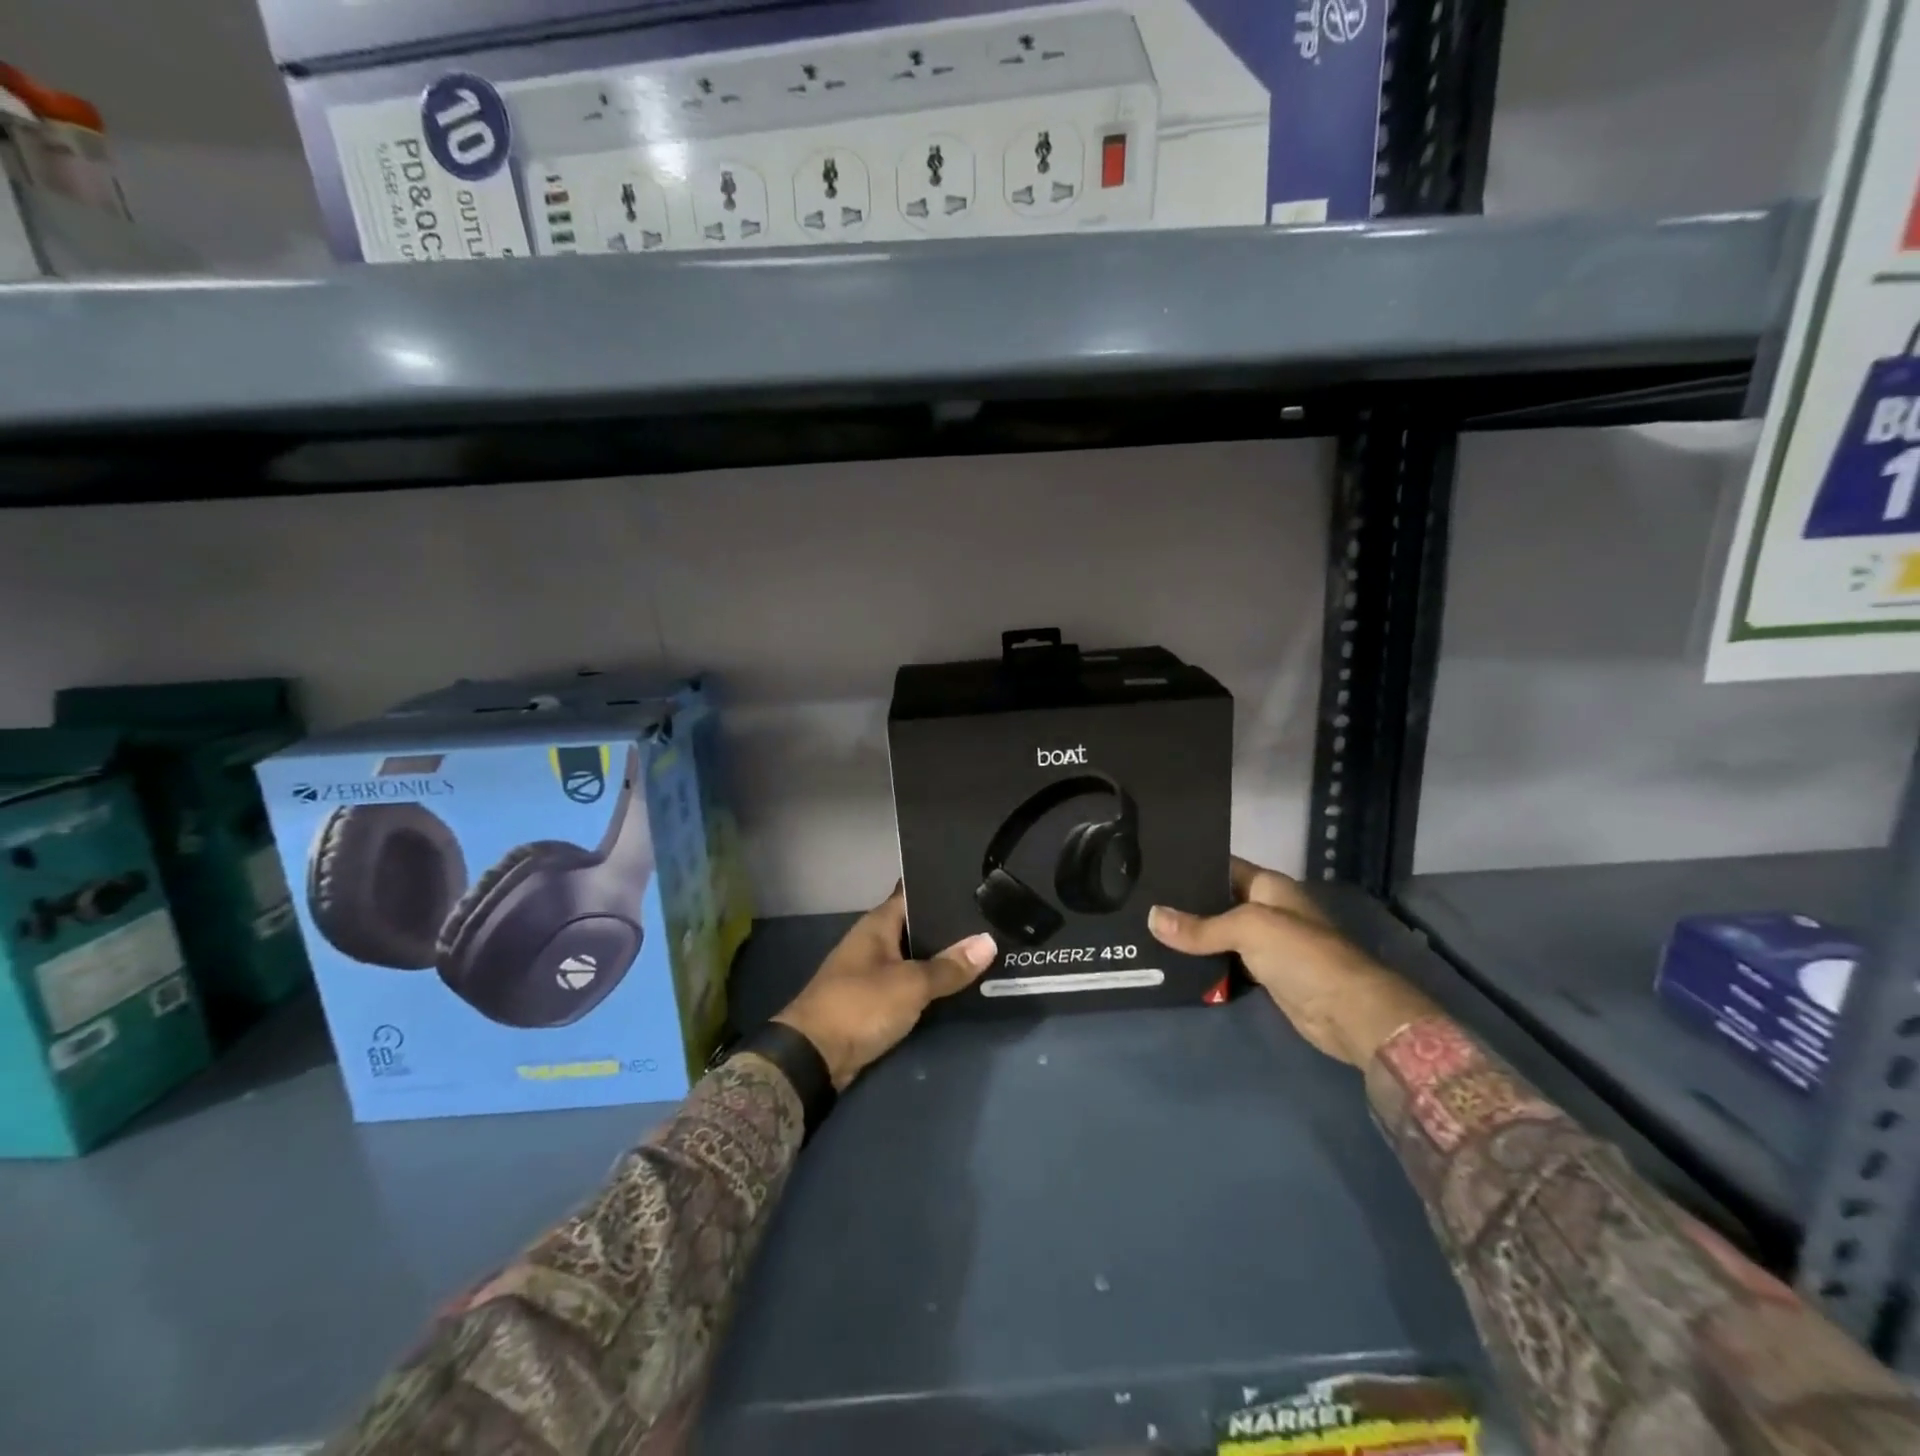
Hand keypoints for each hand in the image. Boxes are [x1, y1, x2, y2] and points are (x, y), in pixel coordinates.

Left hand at [773, 887, 996, 1088]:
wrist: (813, 1057)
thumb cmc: (860, 1005)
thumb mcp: (910, 985)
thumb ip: (949, 966)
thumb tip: (989, 942)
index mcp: (878, 924)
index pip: (913, 891)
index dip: (942, 885)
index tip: (977, 883)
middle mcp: (875, 941)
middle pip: (918, 924)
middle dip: (950, 924)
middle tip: (992, 918)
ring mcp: (874, 970)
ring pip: (916, 955)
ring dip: (942, 956)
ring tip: (986, 947)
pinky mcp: (875, 999)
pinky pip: (910, 982)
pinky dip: (931, 983)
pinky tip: (959, 982)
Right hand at [1147, 856, 1437, 1066]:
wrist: (1349, 1013)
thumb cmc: (1302, 955)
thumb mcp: (1248, 929)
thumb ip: (1200, 927)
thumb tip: (1152, 918)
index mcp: (1268, 886)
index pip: (1222, 867)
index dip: (1191, 867)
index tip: (1153, 868)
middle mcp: (1267, 909)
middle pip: (1218, 902)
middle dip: (1184, 906)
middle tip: (1140, 902)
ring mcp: (1267, 944)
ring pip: (1220, 934)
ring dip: (1192, 937)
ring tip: (1146, 930)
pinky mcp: (1265, 975)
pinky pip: (1228, 962)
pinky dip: (1206, 963)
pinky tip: (1173, 961)